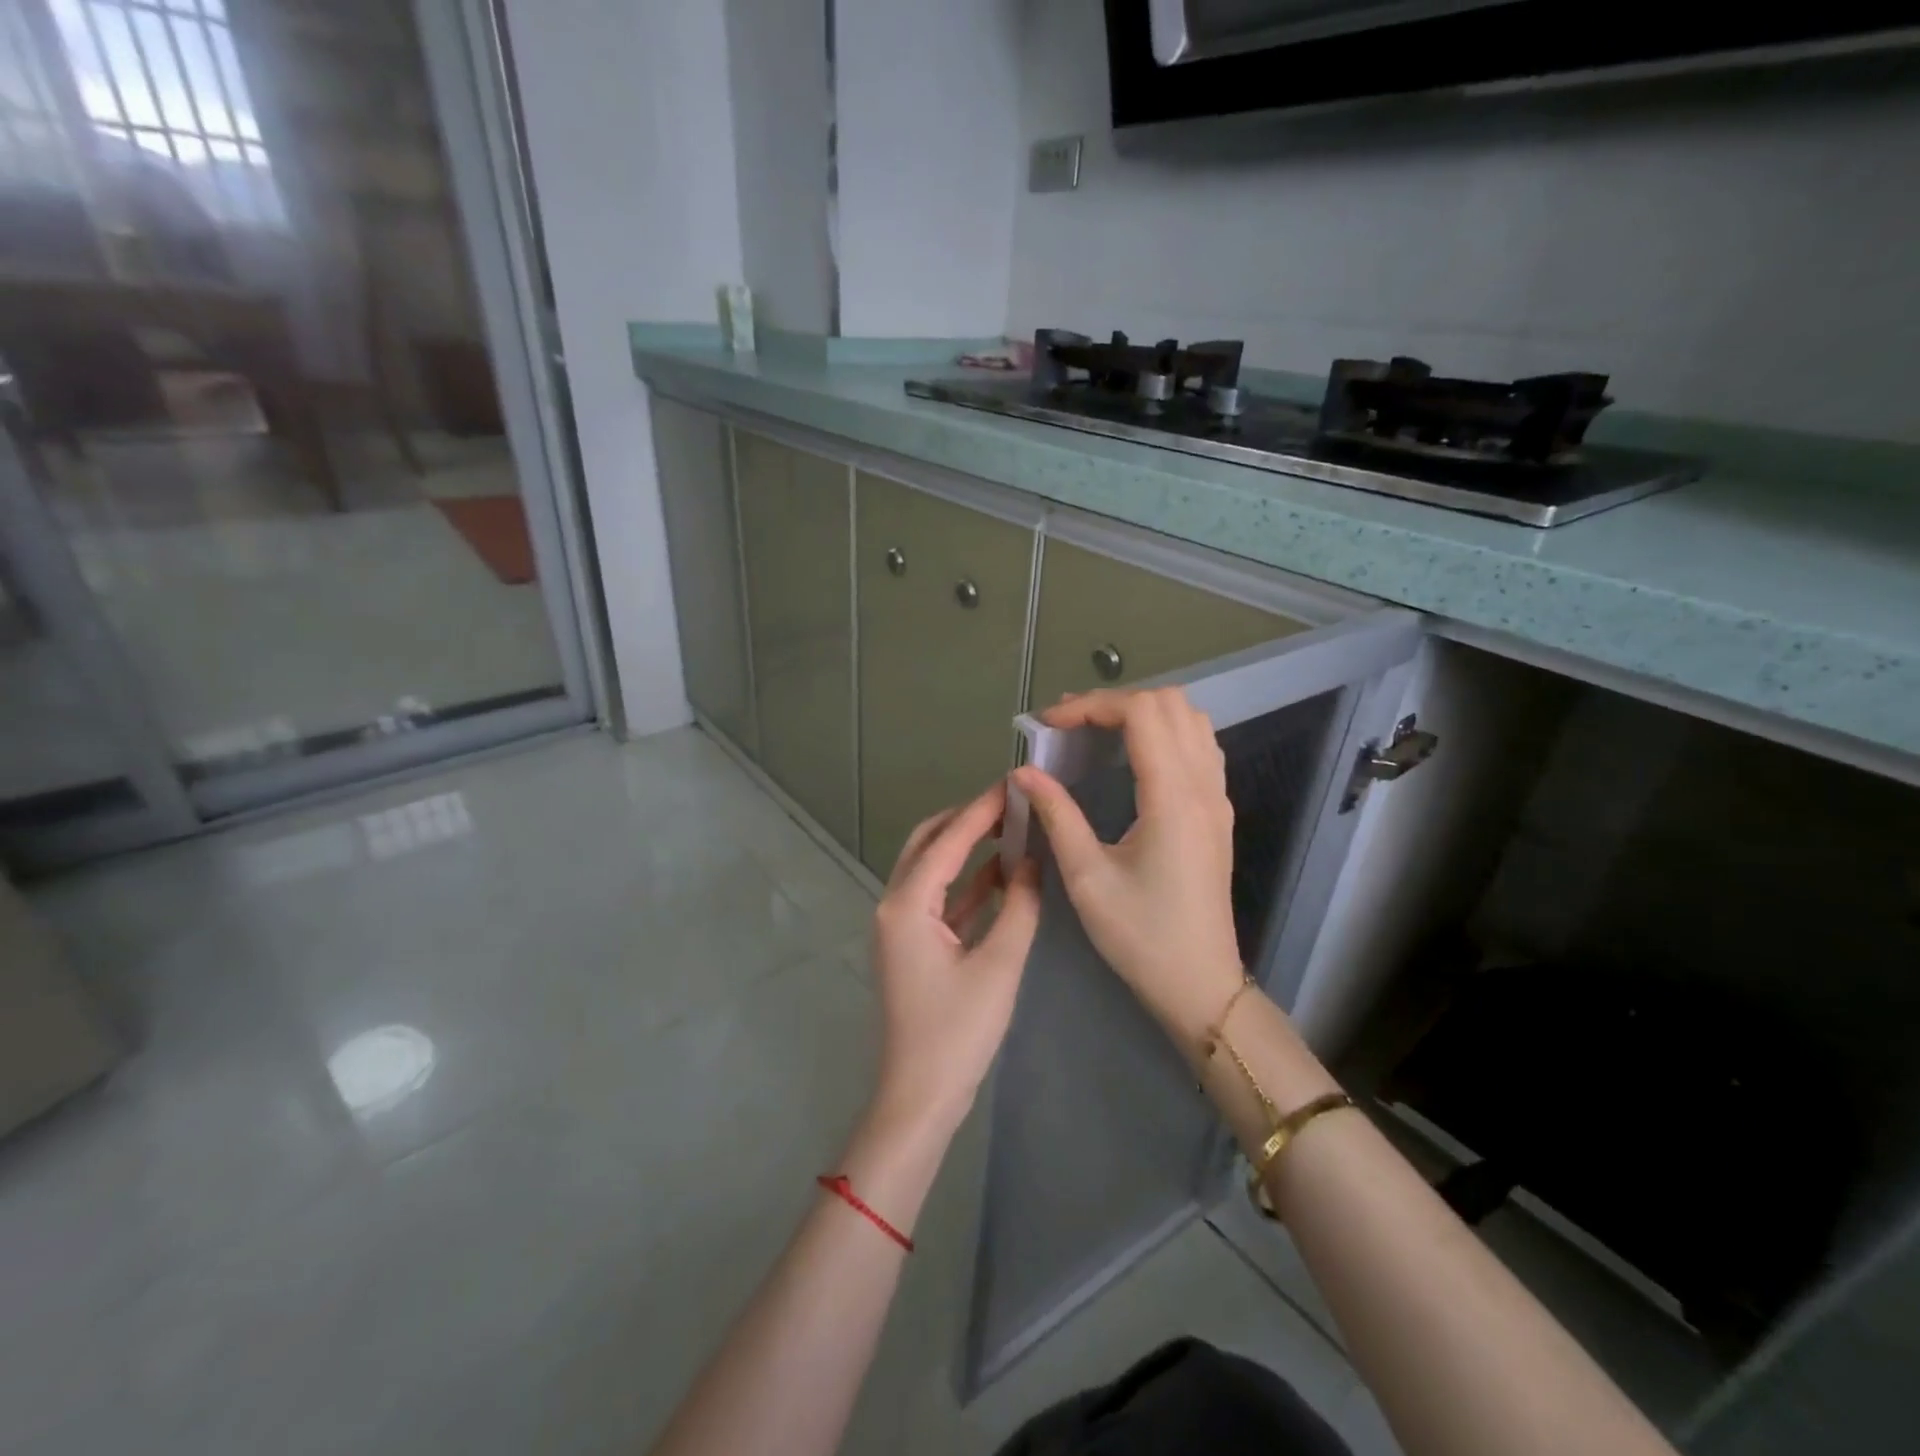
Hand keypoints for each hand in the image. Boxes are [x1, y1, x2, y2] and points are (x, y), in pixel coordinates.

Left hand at [868, 782, 1042, 1135]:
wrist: (919, 1098)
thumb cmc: (957, 1034)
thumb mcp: (999, 967)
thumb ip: (1020, 907)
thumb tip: (1033, 861)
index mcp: (907, 905)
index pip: (948, 841)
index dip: (982, 809)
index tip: (1013, 783)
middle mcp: (894, 905)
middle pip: (928, 843)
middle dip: (967, 819)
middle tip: (1011, 804)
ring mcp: (899, 926)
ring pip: (931, 869)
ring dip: (966, 848)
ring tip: (1011, 829)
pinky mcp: (910, 945)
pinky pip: (938, 898)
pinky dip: (966, 882)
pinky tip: (1001, 874)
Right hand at [1011, 687, 1243, 1047]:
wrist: (1199, 983)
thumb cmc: (1140, 935)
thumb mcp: (1087, 878)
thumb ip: (1057, 815)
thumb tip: (1024, 772)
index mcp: (1172, 798)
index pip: (1140, 713)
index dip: (1090, 705)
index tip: (1048, 725)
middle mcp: (1203, 785)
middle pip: (1169, 703)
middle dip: (1114, 702)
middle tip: (1069, 727)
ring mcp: (1217, 797)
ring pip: (1191, 718)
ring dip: (1143, 712)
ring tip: (1096, 733)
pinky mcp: (1218, 811)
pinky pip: (1200, 745)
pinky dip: (1166, 732)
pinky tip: (1133, 757)